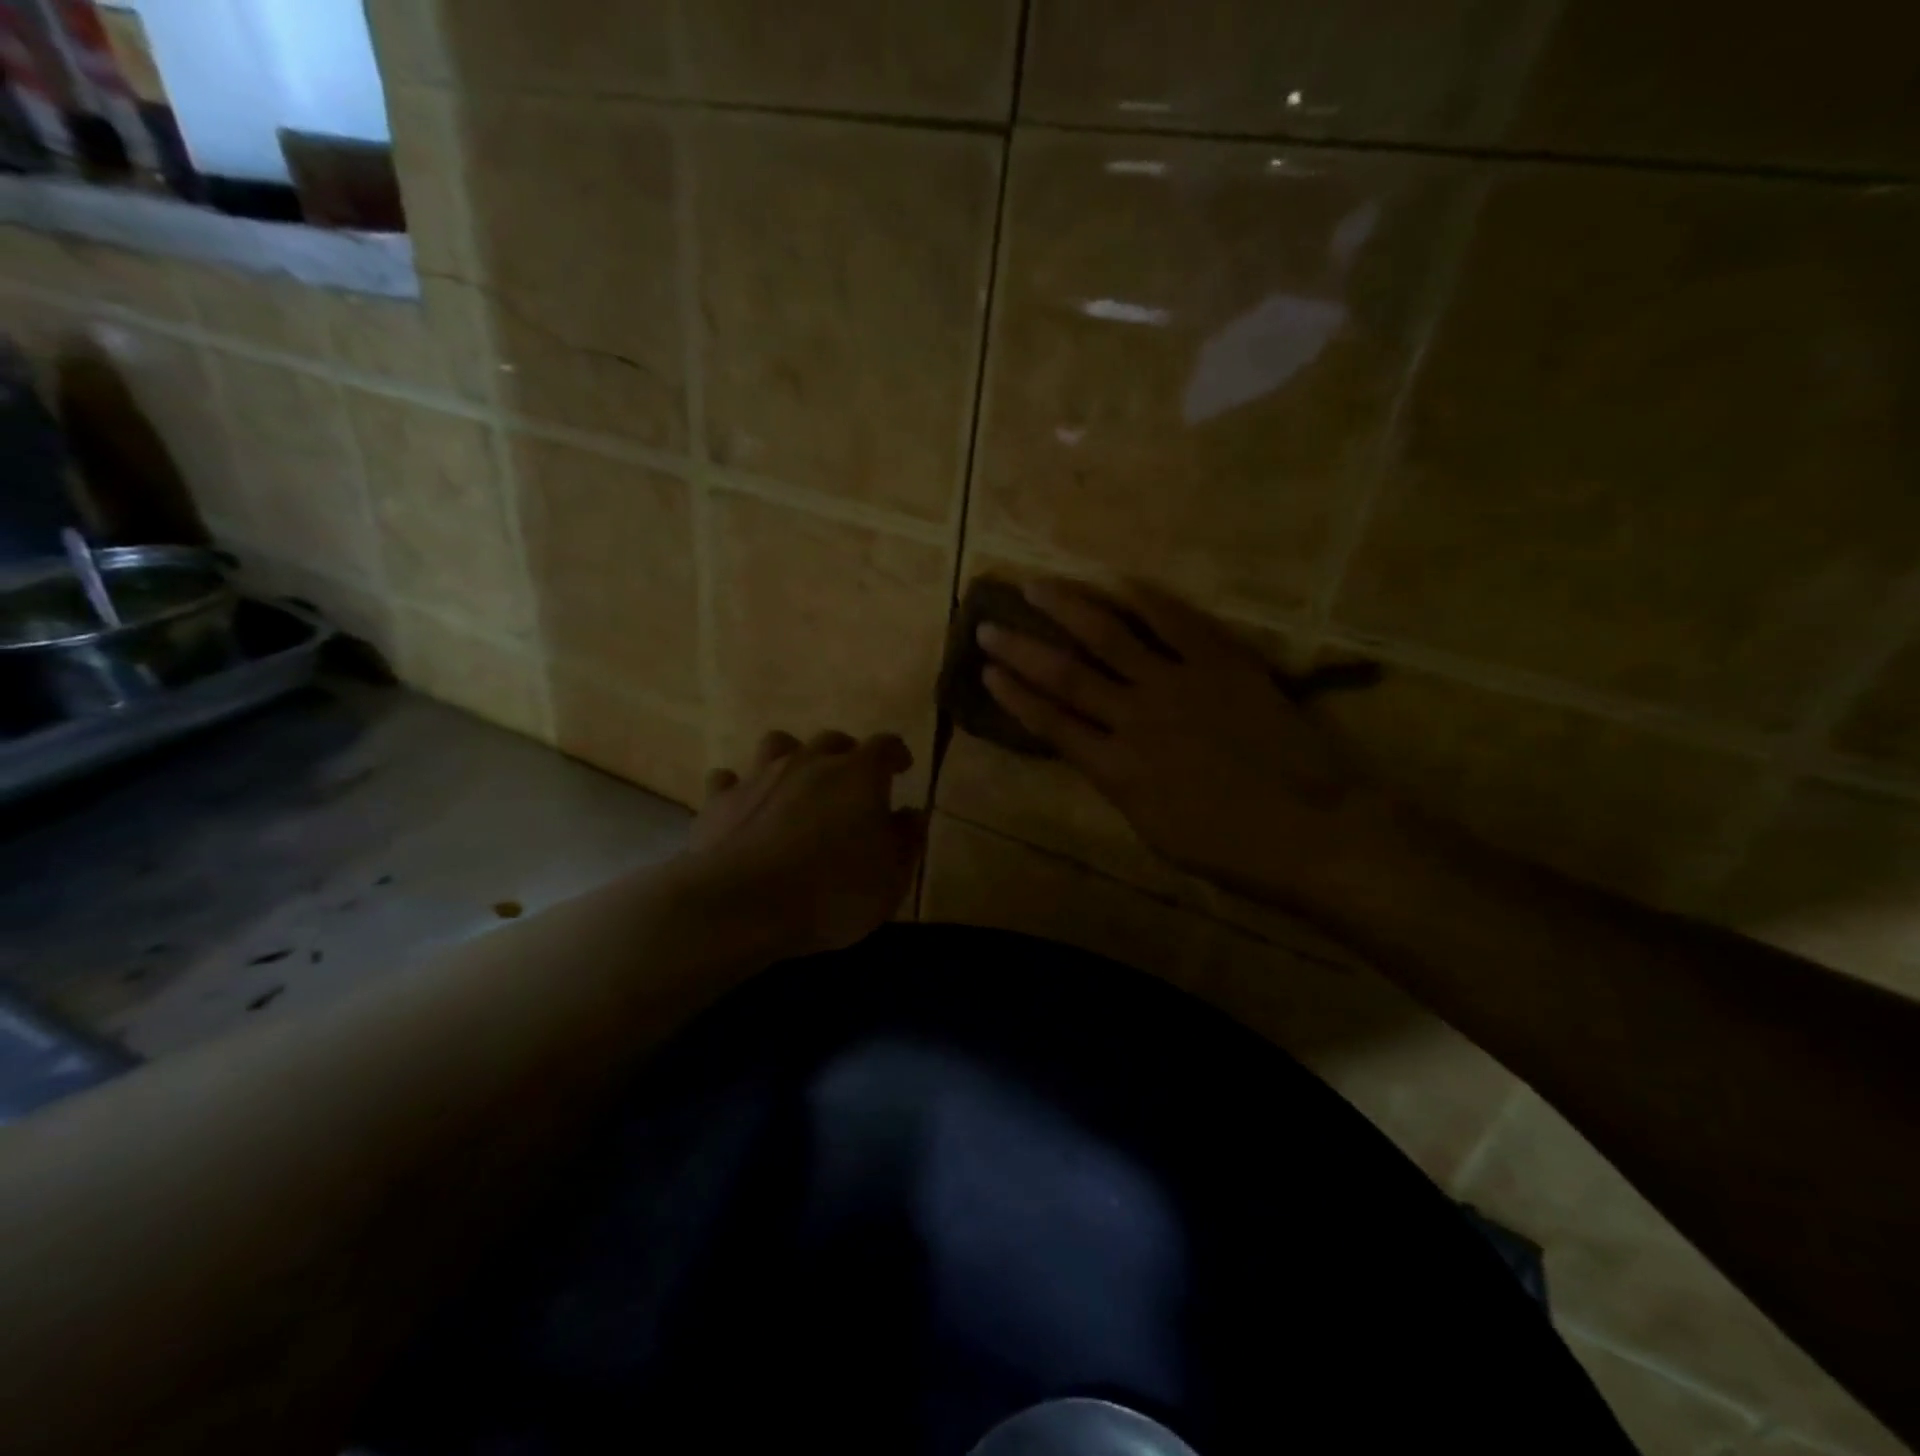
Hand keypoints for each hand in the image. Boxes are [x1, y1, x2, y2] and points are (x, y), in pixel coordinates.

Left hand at [686, 729, 923, 961]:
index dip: (896, 754)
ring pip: (778, 744)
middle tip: (852, 780)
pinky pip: (728, 779)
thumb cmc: (832, 893)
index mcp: (859, 774)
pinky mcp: (720, 799)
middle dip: (846, 754)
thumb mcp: (890, 879)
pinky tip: (742, 806)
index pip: (886, 746)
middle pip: (832, 740)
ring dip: (791, 757)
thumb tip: (911, 814)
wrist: (742, 905)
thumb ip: (905, 840)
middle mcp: (810, 762)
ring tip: (796, 782)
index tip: (902, 767)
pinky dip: (739, 788)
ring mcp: (760, 776)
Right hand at [976, 577, 1399, 919]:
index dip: (1014, 696)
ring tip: (1036, 587)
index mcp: (1115, 771)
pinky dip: (1145, 600)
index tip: (986, 672)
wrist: (1313, 832)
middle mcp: (1134, 719)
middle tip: (987, 625)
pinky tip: (1118, 582)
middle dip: (1020, 649)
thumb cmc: (1233, 850)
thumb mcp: (1154, 831)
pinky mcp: (1221, 664)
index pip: (1049, 724)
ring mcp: (1178, 685)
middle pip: (1065, 674)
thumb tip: (1102, 753)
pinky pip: (1176, 623)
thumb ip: (1120, 784)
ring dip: (1067, 609)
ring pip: (1109, 636)